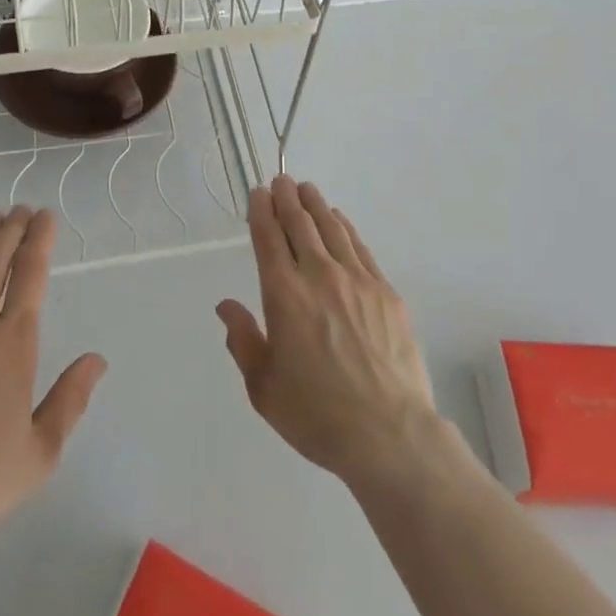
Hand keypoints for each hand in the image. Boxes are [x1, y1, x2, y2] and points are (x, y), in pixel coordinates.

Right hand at [217, 176, 440, 489]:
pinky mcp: (386, 292)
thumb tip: (226, 306)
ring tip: (307, 190)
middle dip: (287, 198)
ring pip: (332, 228)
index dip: (262, 211)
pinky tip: (339, 221)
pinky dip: (345, 228)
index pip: (269, 238)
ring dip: (316, 205)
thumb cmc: (317, 414)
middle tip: (281, 181)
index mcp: (284, 295)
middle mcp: (319, 276)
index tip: (259, 194)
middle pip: (300, 224)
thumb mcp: (263, 387)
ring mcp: (357, 280)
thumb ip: (242, 340)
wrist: (389, 434)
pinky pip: (360, 248)